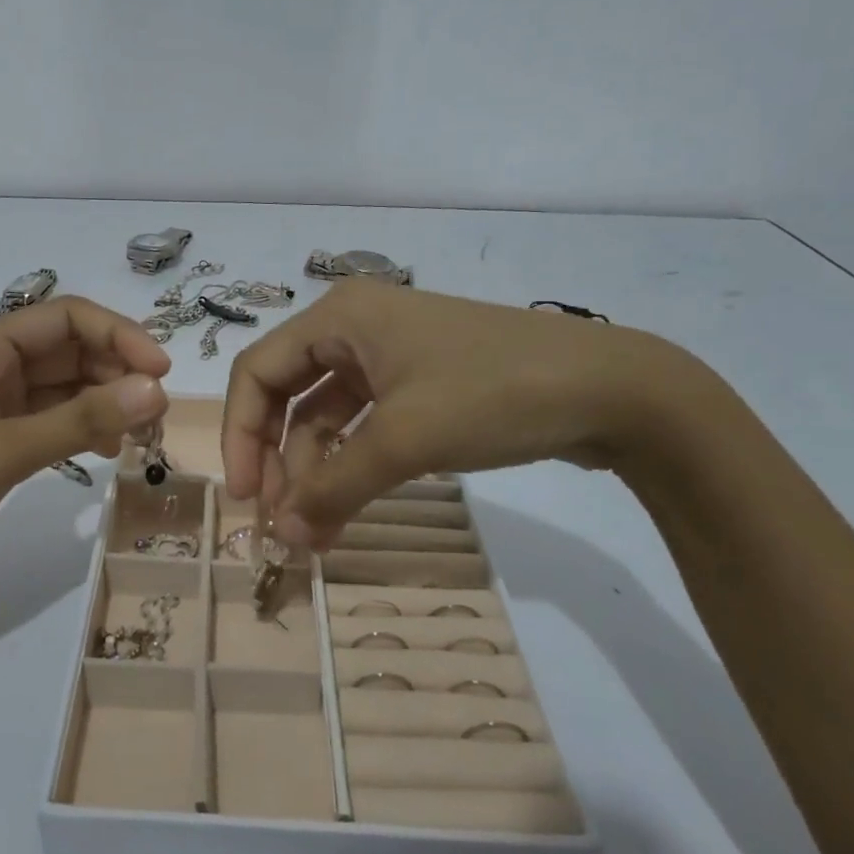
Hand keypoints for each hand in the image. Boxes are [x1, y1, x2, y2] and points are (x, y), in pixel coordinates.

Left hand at [0, 297, 170, 621]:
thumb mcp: (5, 449)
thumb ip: (83, 419)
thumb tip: (156, 389)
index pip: (65, 317)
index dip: (119, 336)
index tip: (161, 372)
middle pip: (66, 350)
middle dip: (115, 372)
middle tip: (157, 413)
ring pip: (60, 388)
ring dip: (102, 402)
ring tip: (139, 435)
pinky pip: (46, 421)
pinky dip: (79, 429)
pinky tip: (105, 451)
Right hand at [221, 281, 691, 547]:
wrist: (612, 389)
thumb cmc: (493, 392)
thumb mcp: (406, 438)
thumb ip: (334, 486)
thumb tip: (282, 536)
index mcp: (339, 316)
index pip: (258, 371)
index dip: (240, 433)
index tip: (246, 497)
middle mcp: (355, 327)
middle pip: (288, 394)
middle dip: (280, 458)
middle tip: (282, 521)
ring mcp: (388, 356)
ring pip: (326, 416)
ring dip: (316, 472)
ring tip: (316, 533)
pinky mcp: (418, 385)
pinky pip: (363, 425)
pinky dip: (351, 466)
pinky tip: (347, 509)